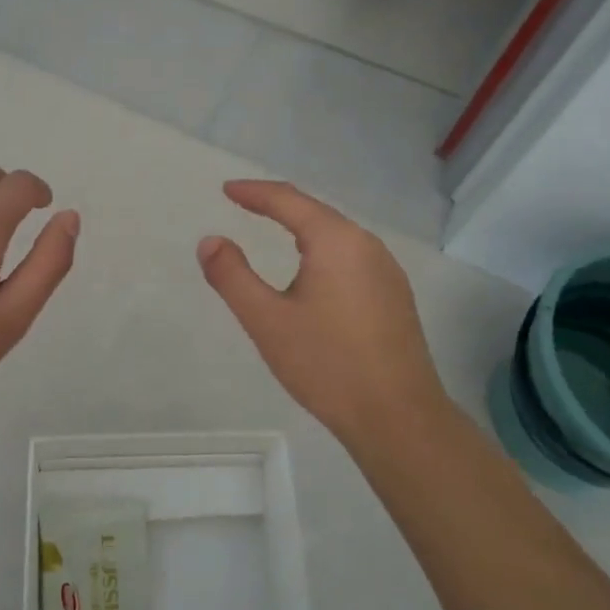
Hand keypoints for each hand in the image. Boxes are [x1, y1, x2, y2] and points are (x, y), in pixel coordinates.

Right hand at [198, 180, 449, 449]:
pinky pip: (351, 255)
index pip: (288, 200)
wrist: (400, 420)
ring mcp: (387, 270)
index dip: (254, 192)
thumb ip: (233, 276)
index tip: (226, 190)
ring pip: (337, 234)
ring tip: (274, 226)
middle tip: (245, 202)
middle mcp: (367, 245)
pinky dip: (322, 248)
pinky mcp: (394, 296)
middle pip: (316, 211)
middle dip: (278, 204)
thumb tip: (209, 241)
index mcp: (336, 241)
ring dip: (303, 226)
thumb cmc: (328, 365)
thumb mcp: (267, 320)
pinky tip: (313, 268)